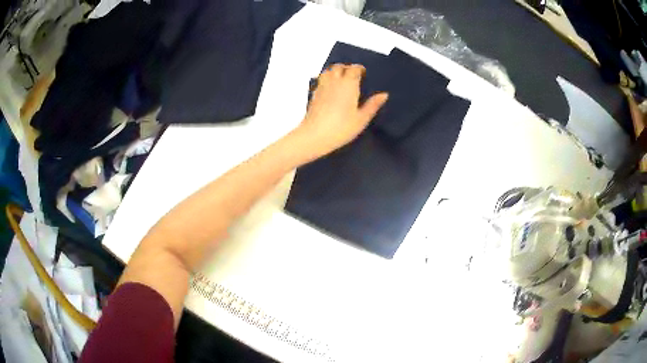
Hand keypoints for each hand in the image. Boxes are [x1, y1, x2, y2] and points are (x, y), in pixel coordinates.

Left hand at [293, 64, 387, 159]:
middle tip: (353, 75)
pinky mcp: (314, 94)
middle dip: (347, 68)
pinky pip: (321, 80)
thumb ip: (373, 105)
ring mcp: (322, 86)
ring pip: (328, 71)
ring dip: (335, 71)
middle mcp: (334, 81)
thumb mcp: (361, 119)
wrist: (315, 135)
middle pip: (339, 66)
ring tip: (341, 79)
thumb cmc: (341, 128)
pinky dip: (327, 79)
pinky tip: (330, 88)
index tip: (363, 73)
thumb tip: (384, 95)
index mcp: (348, 84)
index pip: (354, 68)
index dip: (359, 69)